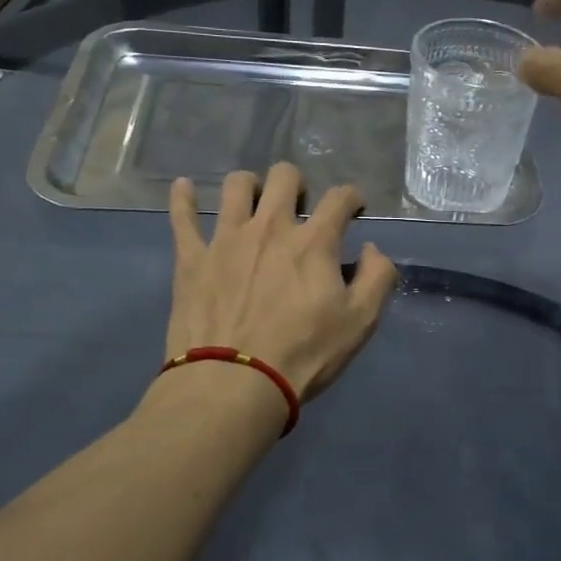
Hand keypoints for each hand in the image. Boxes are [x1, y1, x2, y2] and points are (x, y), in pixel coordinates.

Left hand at [166, 163, 397, 400]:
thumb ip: (377, 278)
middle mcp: (270, 226)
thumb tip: (372, 250)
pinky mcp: (192, 258)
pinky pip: (182, 215)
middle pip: (284, 177)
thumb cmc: (304, 354)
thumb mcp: (360, 322)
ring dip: (250, 186)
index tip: (354, 211)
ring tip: (254, 204)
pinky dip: (184, 197)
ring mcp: (226, 238)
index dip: (352, 198)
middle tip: (300, 209)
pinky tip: (185, 187)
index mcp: (314, 242)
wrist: (234, 383)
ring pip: (236, 185)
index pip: (339, 197)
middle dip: (298, 185)